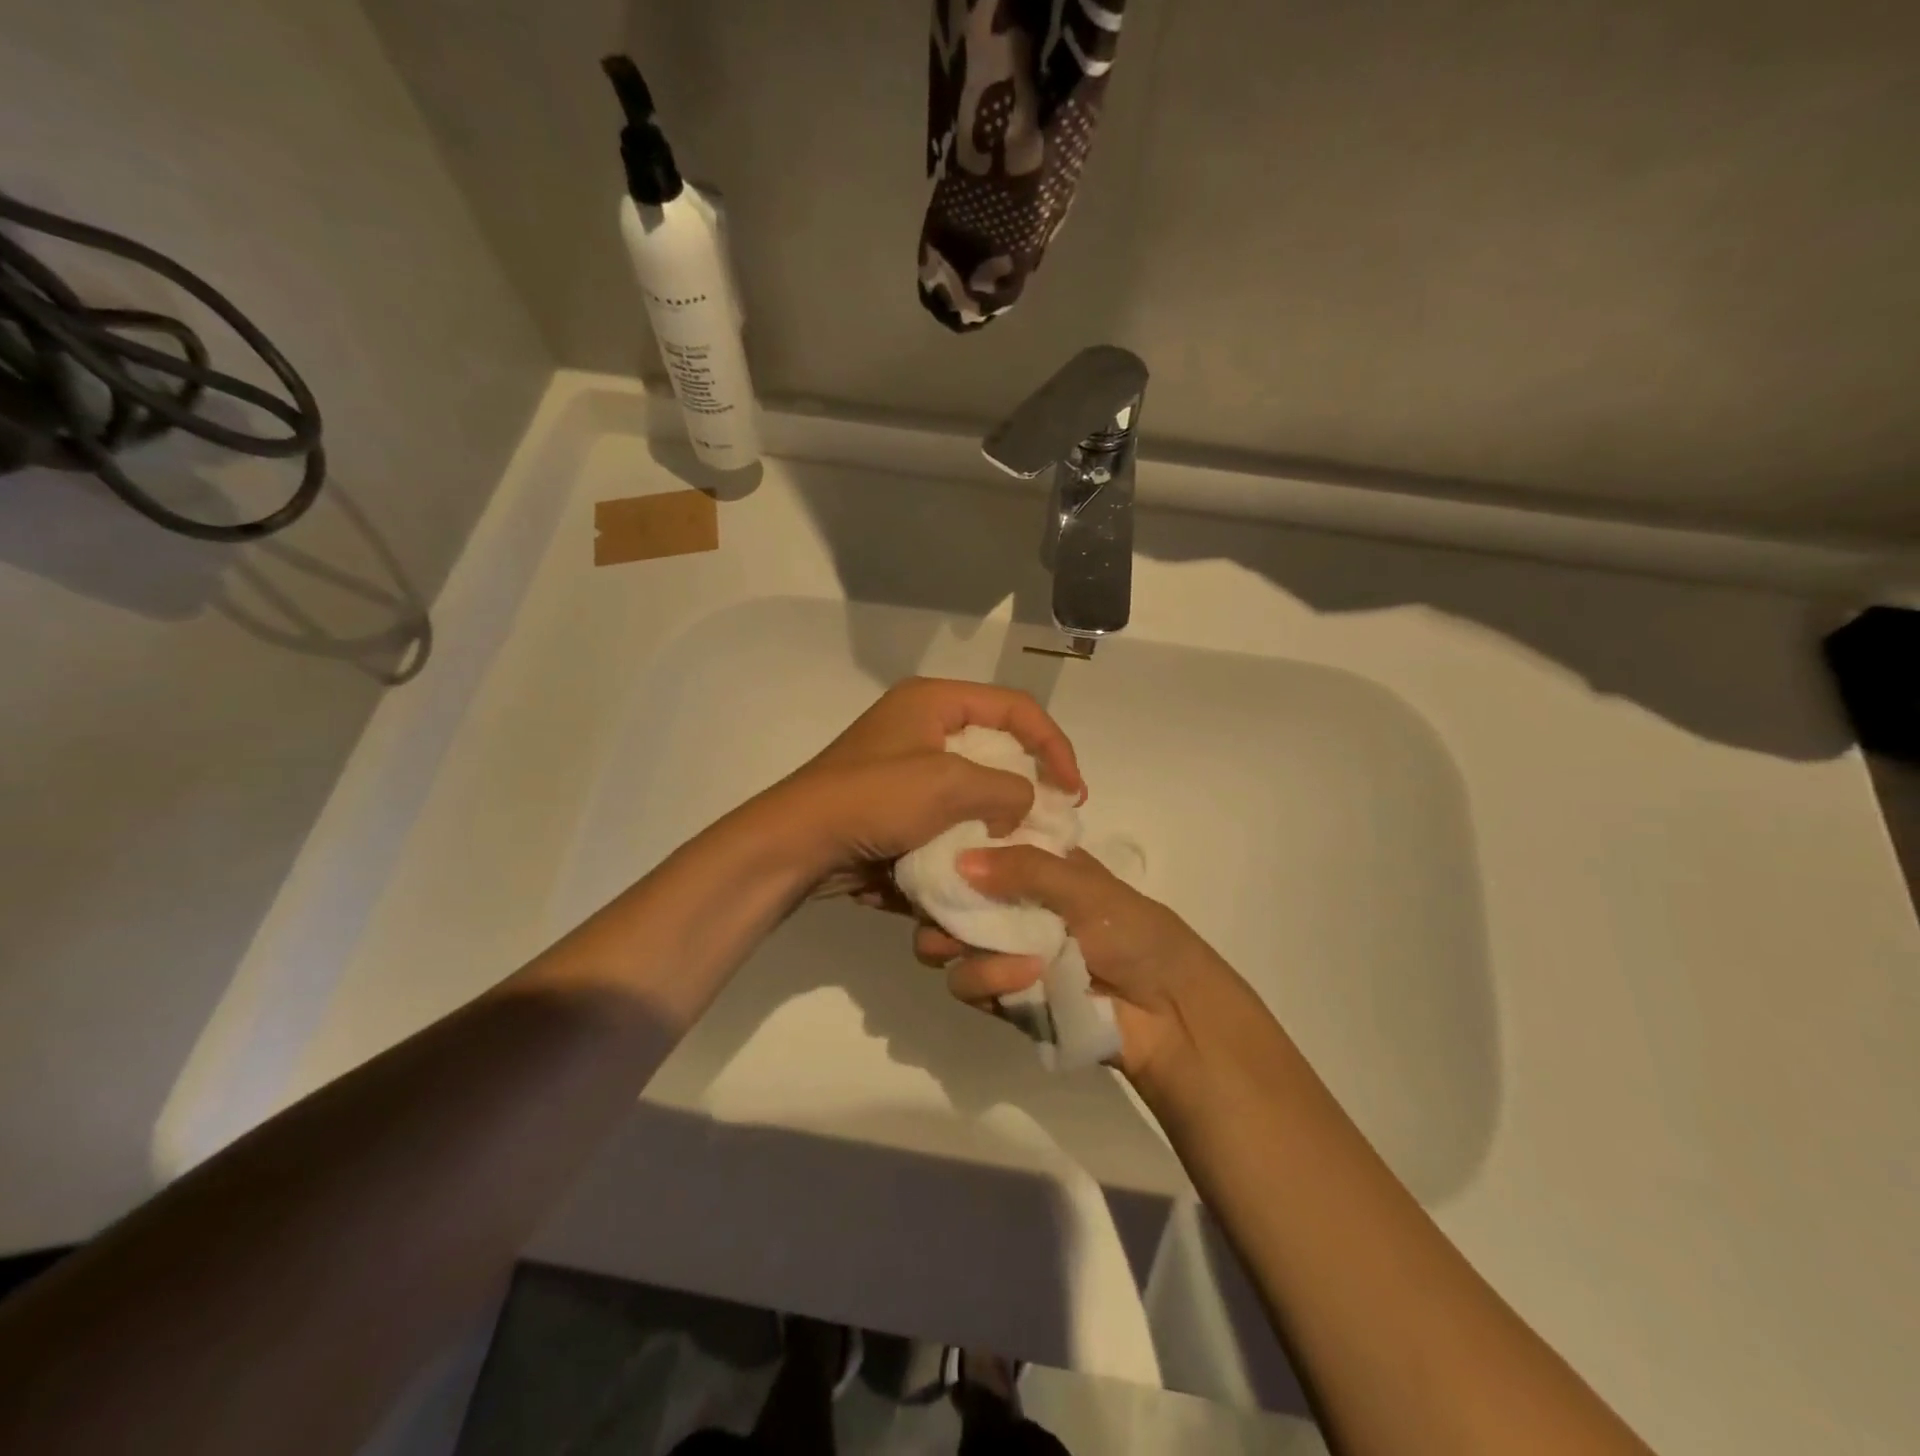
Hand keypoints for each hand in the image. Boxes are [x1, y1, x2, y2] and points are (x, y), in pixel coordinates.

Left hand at [760, 678, 1083, 895]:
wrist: (797, 845)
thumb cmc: (873, 800)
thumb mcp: (949, 786)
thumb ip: (1005, 788)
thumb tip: (1024, 804)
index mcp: (933, 701)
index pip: (1016, 707)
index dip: (1054, 744)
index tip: (1074, 790)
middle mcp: (922, 724)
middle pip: (996, 742)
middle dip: (1029, 779)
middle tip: (1056, 814)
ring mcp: (907, 765)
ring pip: (974, 780)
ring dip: (1000, 808)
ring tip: (1023, 839)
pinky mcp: (897, 802)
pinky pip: (948, 808)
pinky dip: (970, 827)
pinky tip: (984, 853)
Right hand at [913, 846, 1244, 1084]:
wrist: (1168, 1014)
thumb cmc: (1135, 933)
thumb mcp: (1086, 888)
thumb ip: (1025, 869)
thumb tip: (959, 861)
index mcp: (1033, 867)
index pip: (976, 849)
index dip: (951, 848)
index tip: (931, 850)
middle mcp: (1009, 905)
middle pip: (948, 899)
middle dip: (937, 905)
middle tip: (941, 909)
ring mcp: (1002, 951)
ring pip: (945, 945)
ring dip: (964, 947)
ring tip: (1002, 952)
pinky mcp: (1002, 996)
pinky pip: (967, 985)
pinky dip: (988, 980)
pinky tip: (1025, 979)